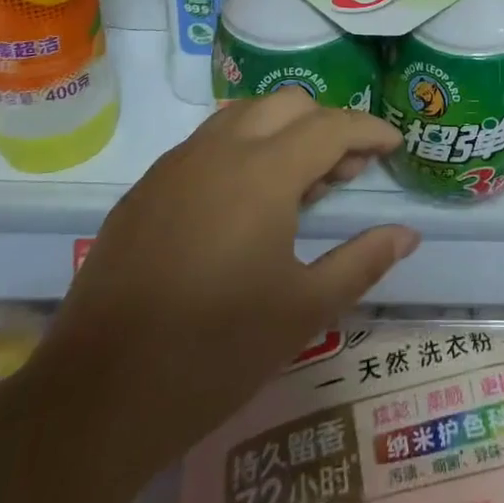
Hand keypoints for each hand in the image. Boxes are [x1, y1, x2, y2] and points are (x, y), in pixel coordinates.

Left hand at [40, 92, 419, 441]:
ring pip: (243, 116)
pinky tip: (246, 204)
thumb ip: (362, 261)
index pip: (331, 126)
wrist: (96, 398)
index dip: (369, 130)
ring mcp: (174, 166)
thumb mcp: (304, 310)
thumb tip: (407, 233)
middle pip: (287, 105)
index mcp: (262, 173)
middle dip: (327, 124)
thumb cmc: (215, 353)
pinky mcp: (144, 190)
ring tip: (302, 184)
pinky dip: (243, 150)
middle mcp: (218, 151)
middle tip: (348, 169)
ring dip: (283, 131)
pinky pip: (206, 144)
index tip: (394, 145)